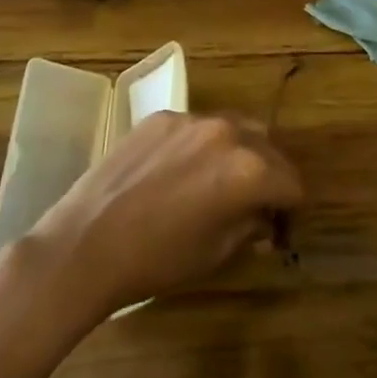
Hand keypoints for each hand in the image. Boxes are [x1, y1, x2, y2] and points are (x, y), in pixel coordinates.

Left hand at [21, 112, 302, 320]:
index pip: (291, 184)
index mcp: (249, 170)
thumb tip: (263, 219)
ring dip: (239, 153)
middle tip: (255, 205)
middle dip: (269, 176)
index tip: (278, 229)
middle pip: (268, 148)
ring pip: (234, 129)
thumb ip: (250, 227)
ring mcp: (191, 119)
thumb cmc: (156, 260)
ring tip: (220, 182)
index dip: (290, 210)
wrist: (85, 244)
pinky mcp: (161, 117)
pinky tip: (180, 173)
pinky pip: (197, 127)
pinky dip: (202, 146)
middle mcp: (228, 133)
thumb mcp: (216, 253)